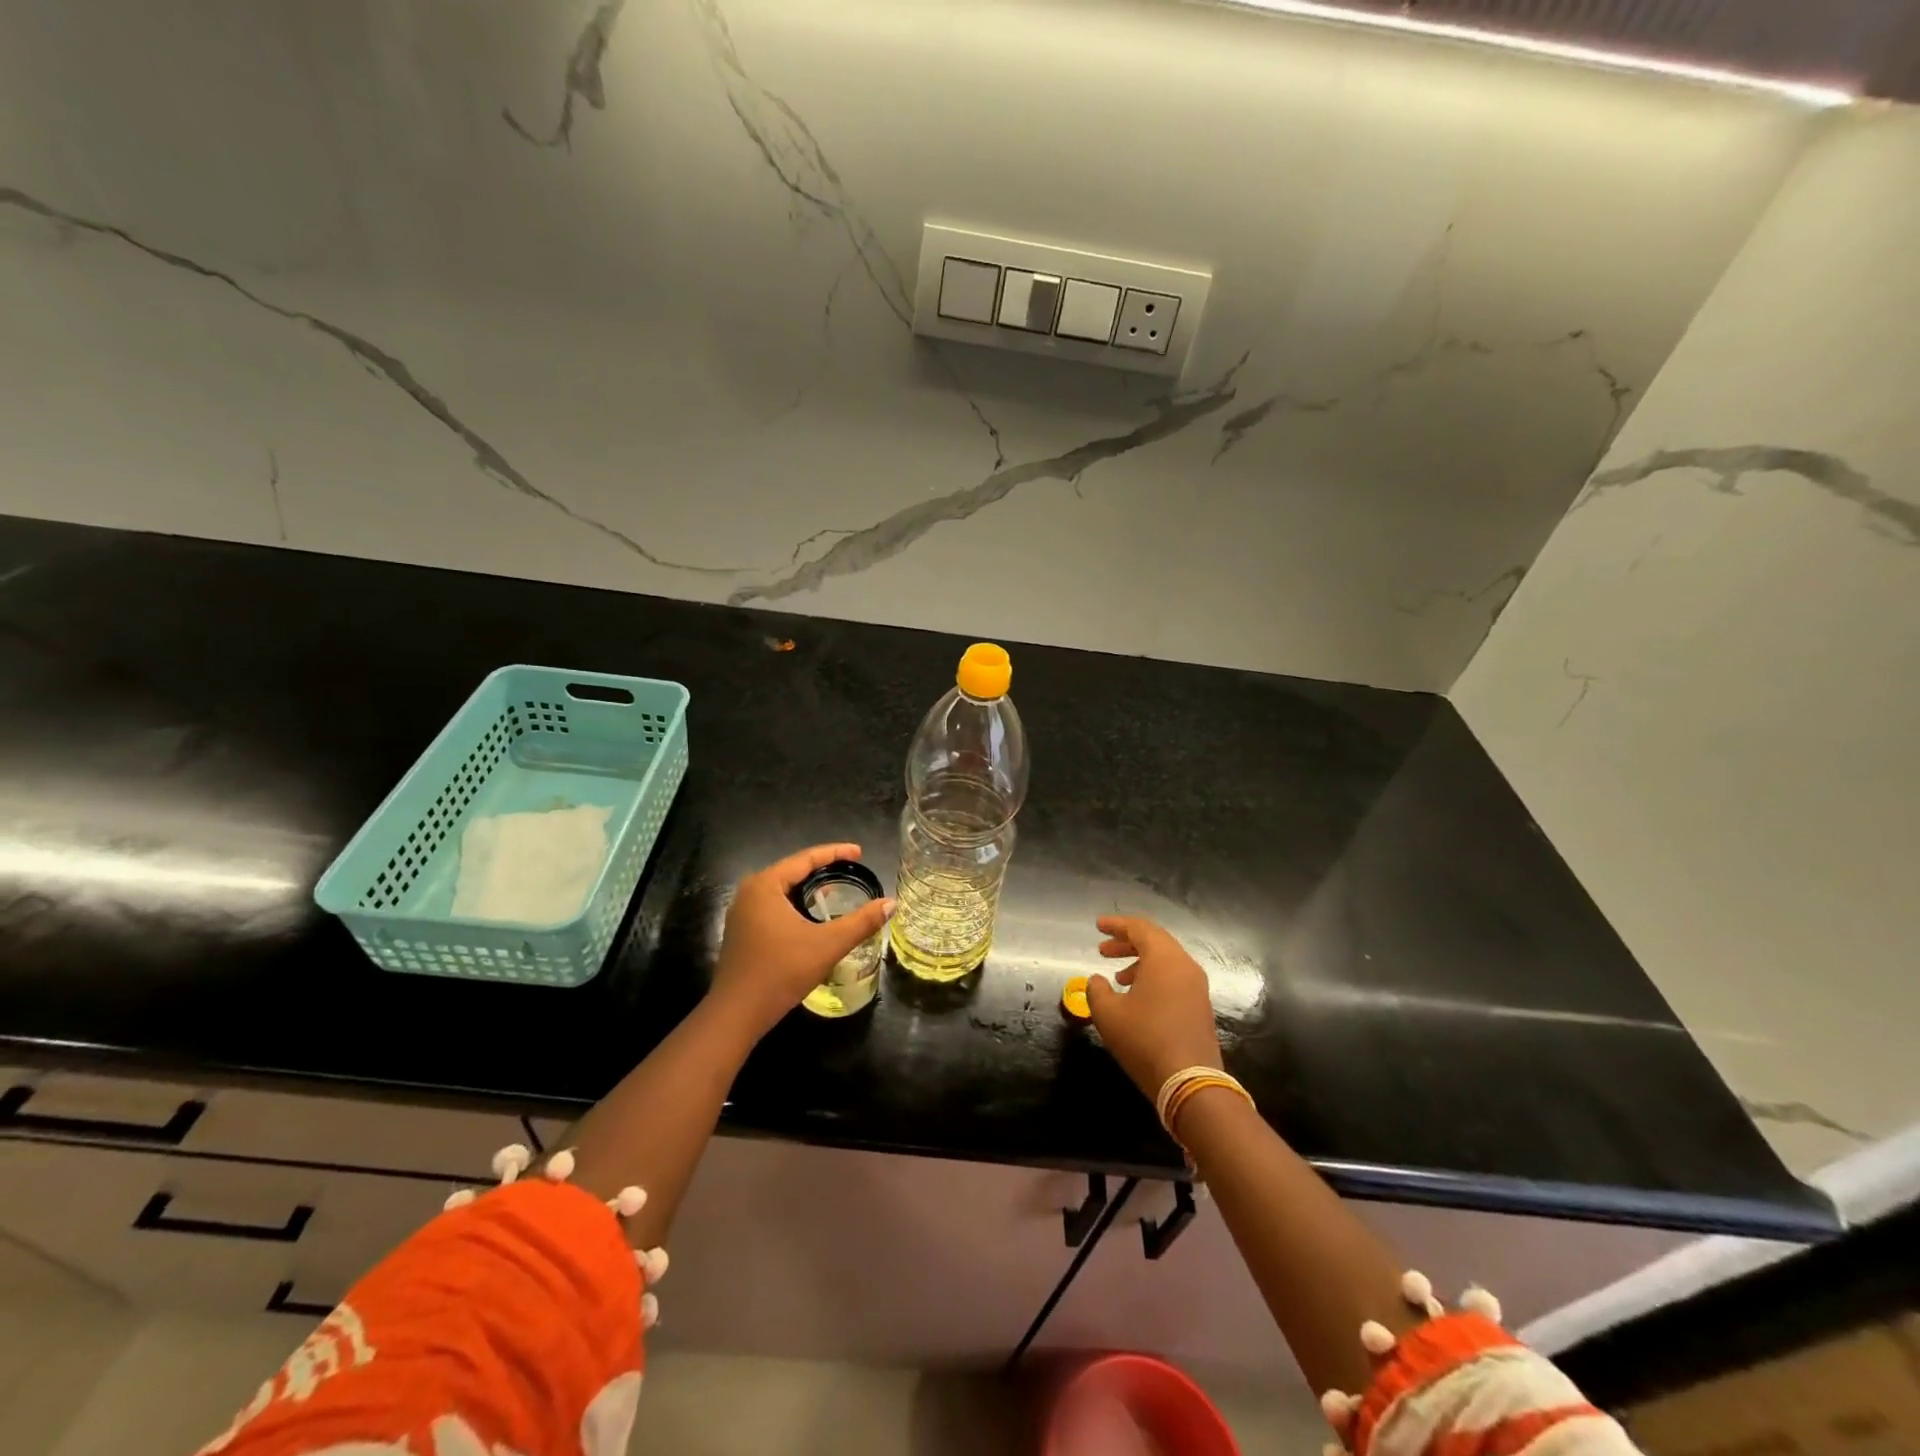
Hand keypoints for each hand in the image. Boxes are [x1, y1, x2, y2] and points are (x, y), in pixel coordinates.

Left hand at [709, 844, 893, 1039]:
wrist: (736, 1014)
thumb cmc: (781, 972)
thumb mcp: (827, 945)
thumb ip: (861, 922)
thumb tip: (891, 903)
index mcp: (765, 885)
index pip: (805, 859)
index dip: (835, 853)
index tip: (860, 852)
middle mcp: (750, 892)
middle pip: (793, 871)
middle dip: (823, 870)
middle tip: (852, 870)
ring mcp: (742, 913)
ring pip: (783, 891)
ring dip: (809, 889)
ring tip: (837, 889)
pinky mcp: (742, 932)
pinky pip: (775, 907)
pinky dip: (797, 905)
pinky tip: (813, 916)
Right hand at [1086, 916, 1222, 1100]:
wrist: (1190, 1083)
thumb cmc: (1144, 1039)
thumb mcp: (1108, 1014)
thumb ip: (1097, 990)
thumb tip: (1097, 980)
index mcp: (1164, 958)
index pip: (1139, 928)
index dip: (1116, 924)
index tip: (1098, 926)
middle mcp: (1185, 966)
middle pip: (1155, 941)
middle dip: (1127, 943)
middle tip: (1103, 950)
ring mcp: (1197, 987)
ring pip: (1166, 961)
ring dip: (1140, 962)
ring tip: (1118, 977)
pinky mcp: (1201, 1007)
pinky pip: (1175, 978)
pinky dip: (1154, 977)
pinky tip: (1137, 997)